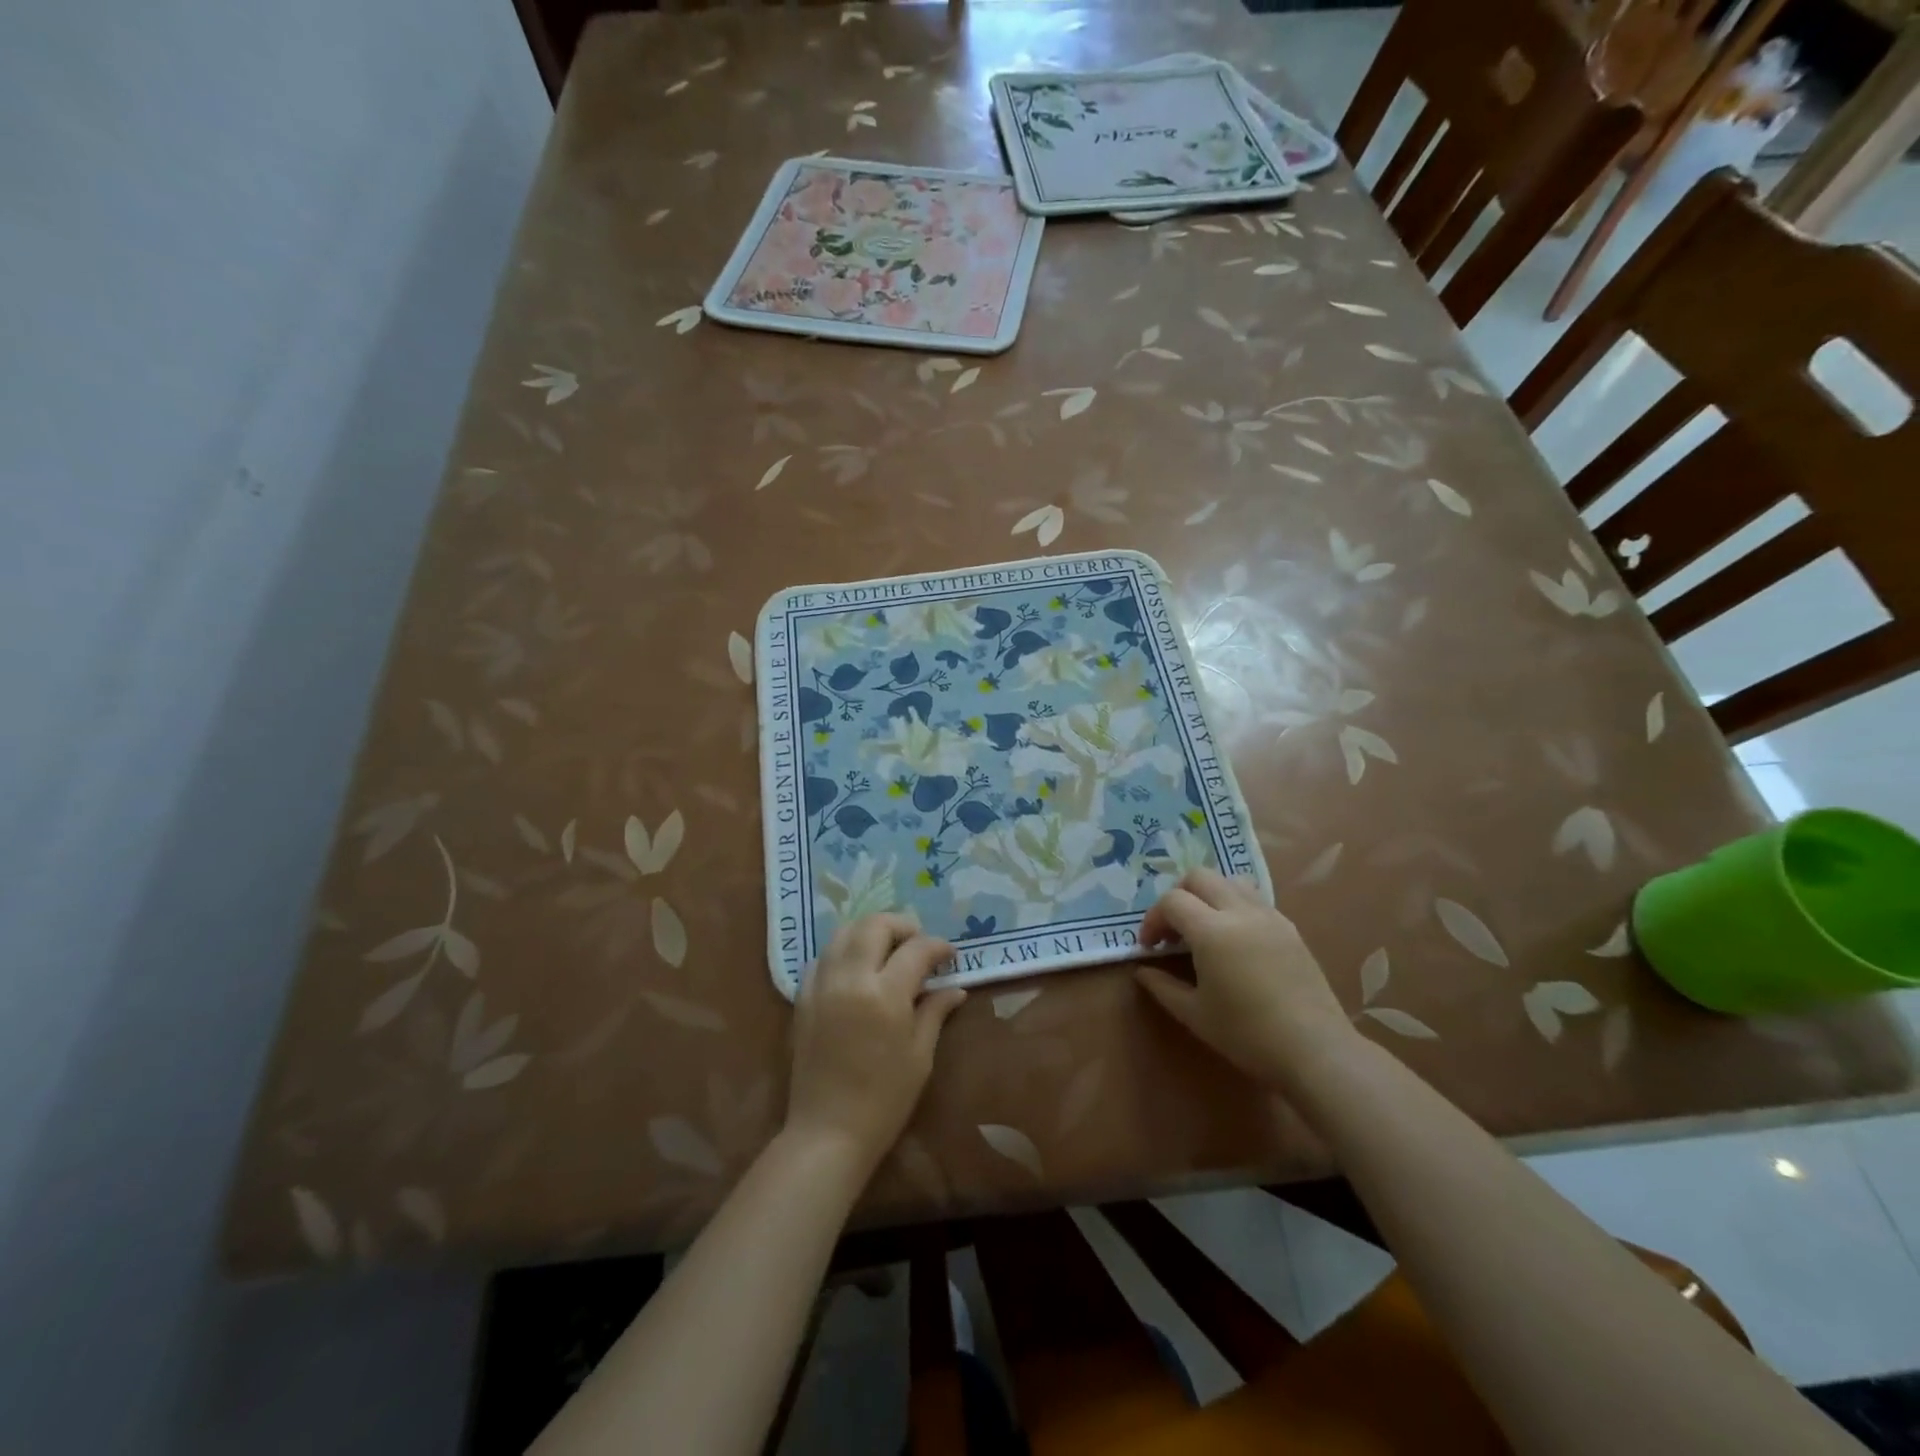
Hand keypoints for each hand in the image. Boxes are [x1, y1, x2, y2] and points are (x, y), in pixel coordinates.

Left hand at [786, 914, 966, 1176]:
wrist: (828, 1132)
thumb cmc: (884, 1099)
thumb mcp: (920, 1056)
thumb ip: (935, 1012)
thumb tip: (955, 988)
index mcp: (885, 994)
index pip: (916, 949)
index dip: (937, 946)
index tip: (949, 955)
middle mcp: (850, 979)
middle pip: (875, 925)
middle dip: (902, 925)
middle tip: (918, 943)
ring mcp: (822, 985)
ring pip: (844, 932)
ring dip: (870, 931)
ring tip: (888, 948)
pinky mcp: (803, 997)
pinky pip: (823, 957)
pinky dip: (843, 951)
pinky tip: (857, 968)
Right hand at [1134, 867, 1357, 1091]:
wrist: (1315, 1050)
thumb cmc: (1247, 1035)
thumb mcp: (1195, 1015)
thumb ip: (1162, 986)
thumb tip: (1142, 971)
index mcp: (1212, 931)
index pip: (1172, 901)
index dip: (1153, 919)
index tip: (1149, 946)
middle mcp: (1240, 912)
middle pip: (1199, 876)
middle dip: (1178, 896)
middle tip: (1173, 930)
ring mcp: (1269, 916)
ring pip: (1230, 880)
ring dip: (1208, 894)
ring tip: (1204, 927)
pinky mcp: (1289, 928)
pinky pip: (1254, 899)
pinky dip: (1234, 905)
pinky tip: (1235, 940)